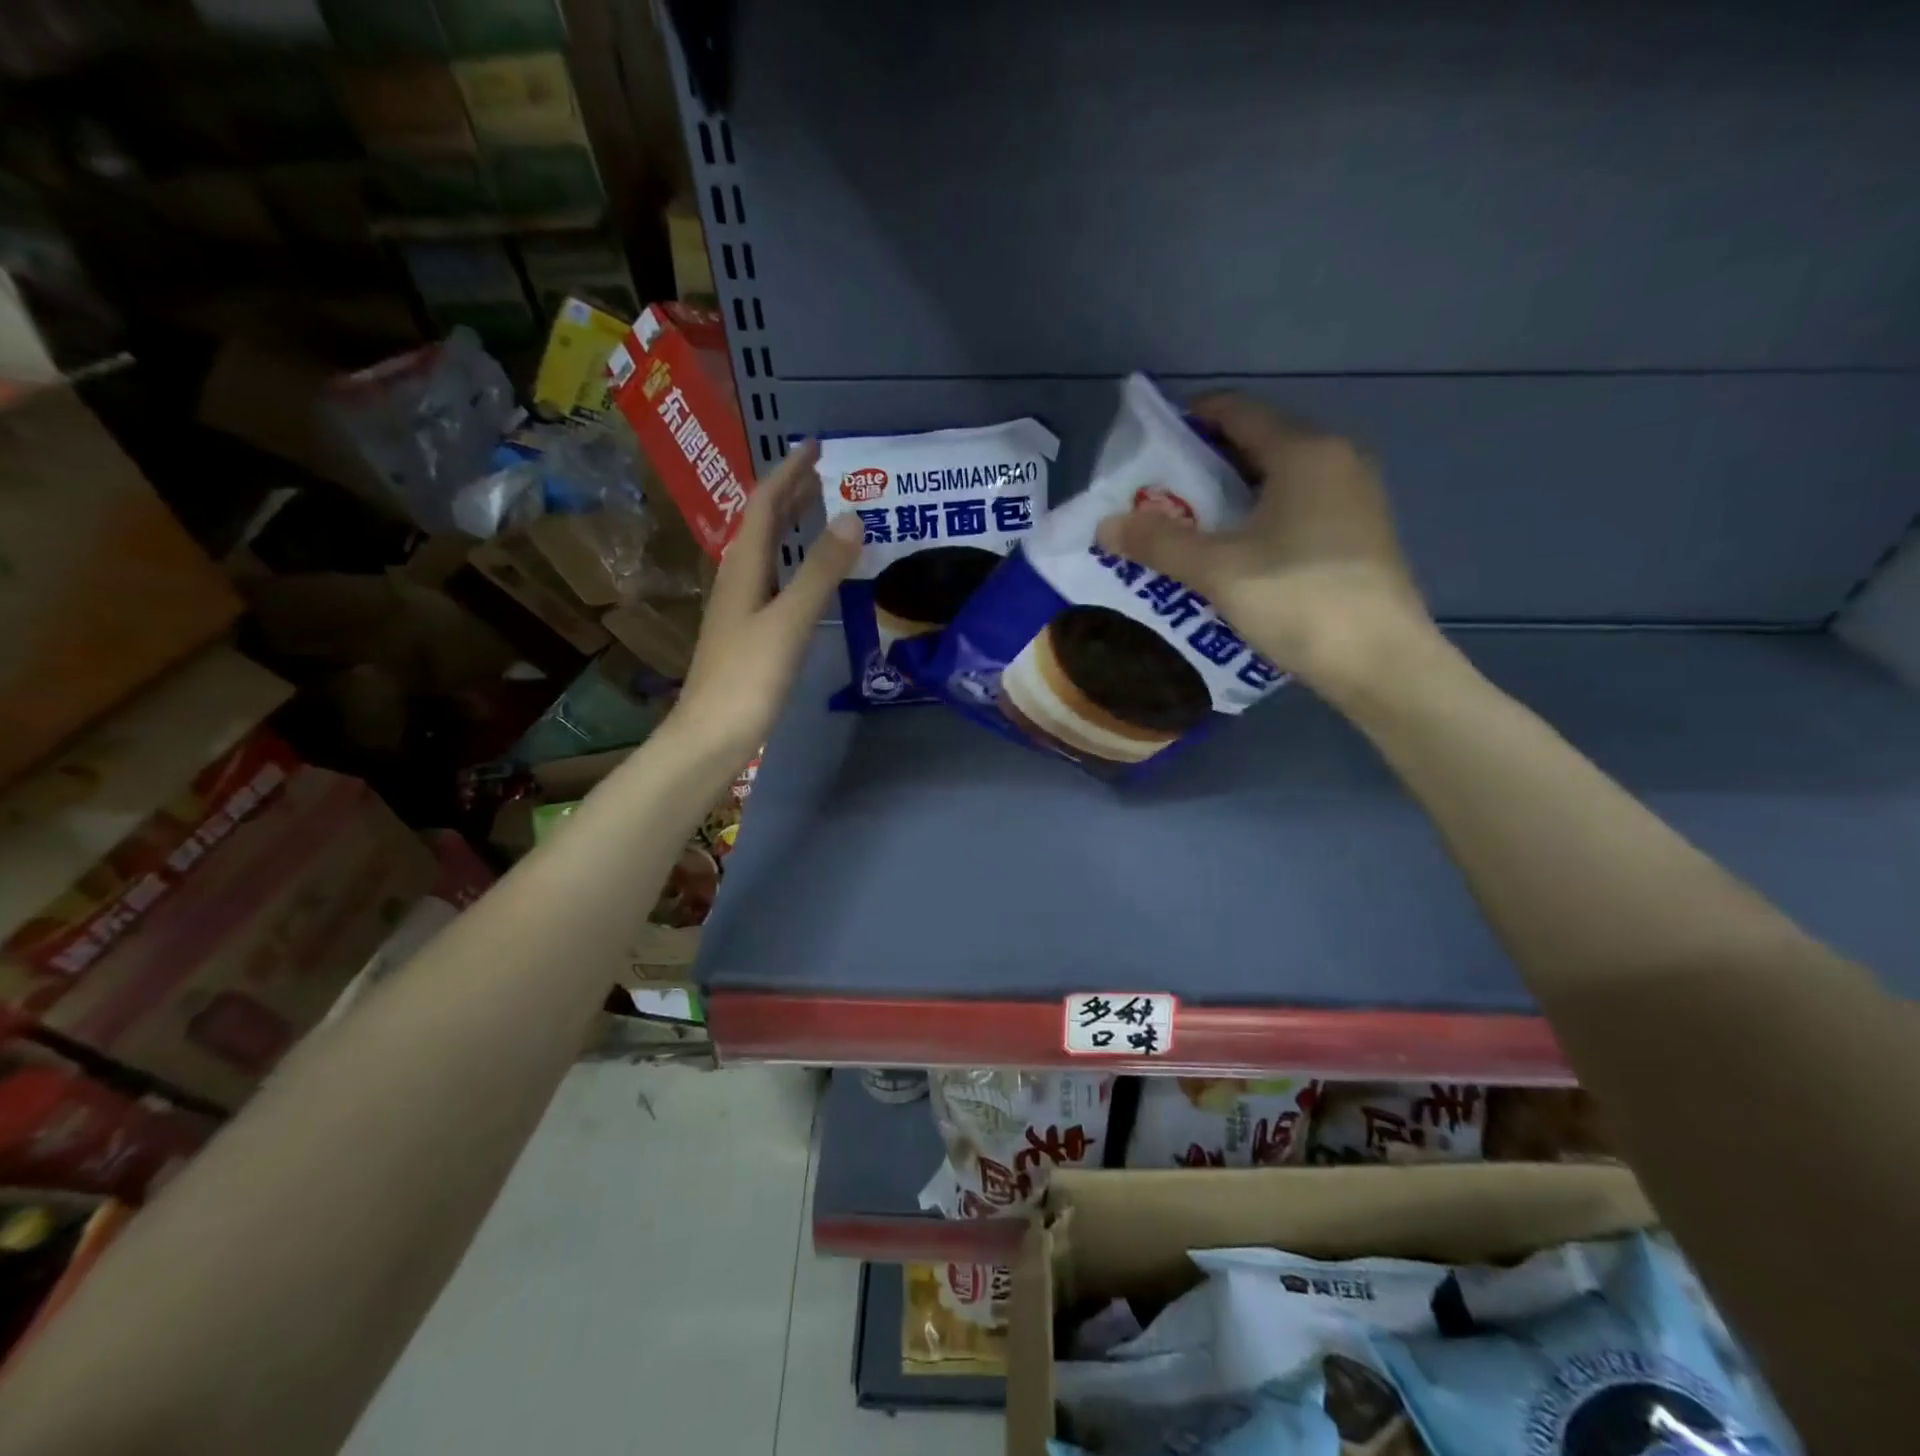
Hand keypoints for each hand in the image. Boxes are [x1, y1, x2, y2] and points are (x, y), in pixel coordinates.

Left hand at [671, 440, 862, 760]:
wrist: (712, 735)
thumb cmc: (749, 677)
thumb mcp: (790, 620)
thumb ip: (821, 570)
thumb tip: (852, 517)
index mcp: (743, 568)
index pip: (765, 505)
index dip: (789, 473)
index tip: (816, 447)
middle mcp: (737, 579)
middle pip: (762, 524)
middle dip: (790, 494)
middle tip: (824, 474)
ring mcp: (740, 607)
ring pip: (766, 552)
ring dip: (790, 526)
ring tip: (819, 512)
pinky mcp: (748, 633)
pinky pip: (773, 579)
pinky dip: (793, 562)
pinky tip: (807, 576)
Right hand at [1093, 393, 1436, 699]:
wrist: (1381, 662)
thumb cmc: (1299, 599)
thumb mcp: (1218, 570)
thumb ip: (1159, 542)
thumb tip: (1105, 525)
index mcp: (1304, 451)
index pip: (1237, 411)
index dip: (1189, 421)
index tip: (1148, 450)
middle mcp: (1336, 461)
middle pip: (1256, 445)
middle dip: (1203, 468)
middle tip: (1157, 499)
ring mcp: (1354, 499)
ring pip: (1276, 482)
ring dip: (1229, 499)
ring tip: (1186, 530)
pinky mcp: (1358, 535)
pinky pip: (1296, 509)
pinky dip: (1258, 520)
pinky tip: (1232, 556)